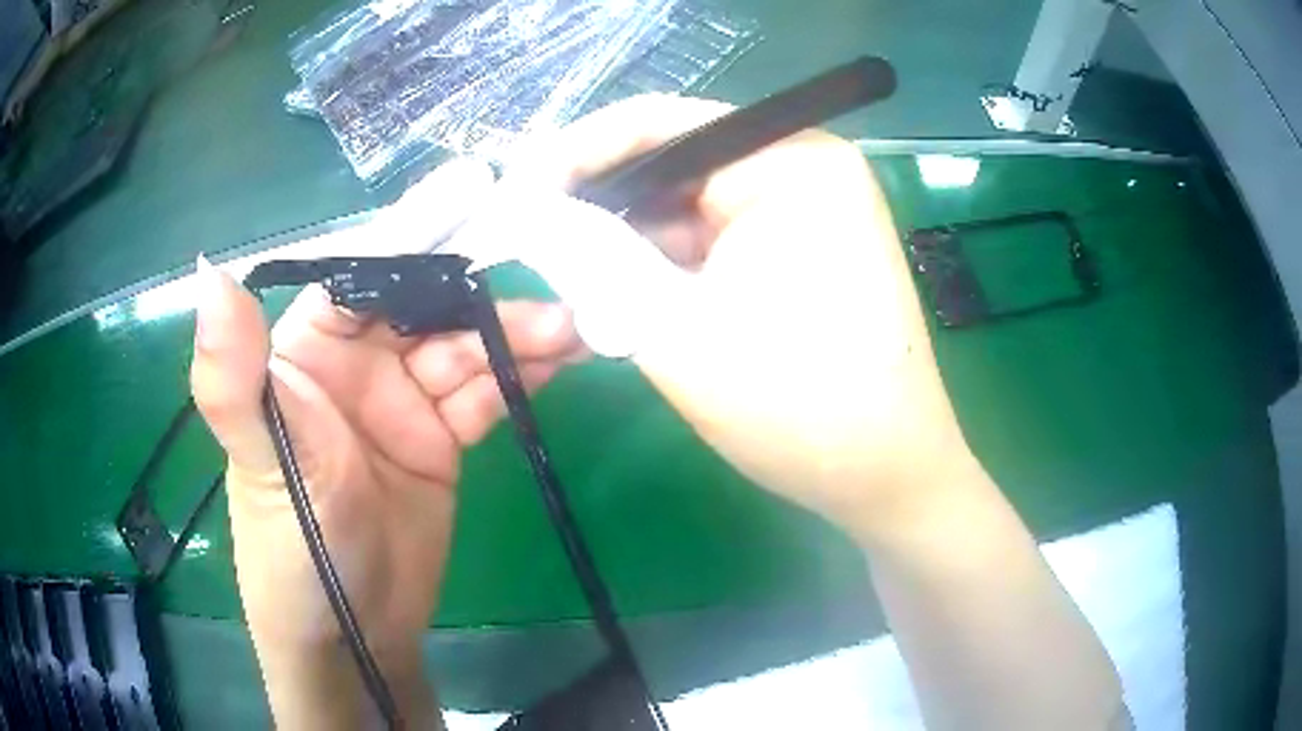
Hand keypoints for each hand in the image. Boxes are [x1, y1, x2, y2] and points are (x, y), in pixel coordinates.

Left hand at [189, 264, 579, 724]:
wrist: (353, 637)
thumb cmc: (293, 548)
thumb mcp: (263, 462)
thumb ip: (234, 376)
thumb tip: (211, 273)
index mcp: (305, 349)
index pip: (361, 274)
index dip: (415, 240)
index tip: (476, 204)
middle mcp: (355, 362)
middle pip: (425, 308)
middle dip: (482, 298)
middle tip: (548, 302)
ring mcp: (402, 402)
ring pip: (464, 348)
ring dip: (515, 337)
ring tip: (571, 332)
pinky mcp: (440, 440)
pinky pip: (484, 394)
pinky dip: (520, 376)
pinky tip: (559, 363)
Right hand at [517, 95, 973, 540]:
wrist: (887, 480)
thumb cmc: (801, 410)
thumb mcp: (677, 330)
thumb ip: (588, 257)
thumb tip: (515, 208)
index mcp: (791, 160)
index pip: (657, 125)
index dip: (572, 157)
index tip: (510, 201)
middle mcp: (804, 168)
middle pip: (672, 168)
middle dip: (602, 217)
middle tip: (535, 259)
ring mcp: (807, 211)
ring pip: (686, 212)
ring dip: (632, 255)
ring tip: (586, 304)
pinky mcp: (802, 252)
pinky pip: (713, 244)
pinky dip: (667, 275)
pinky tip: (636, 314)